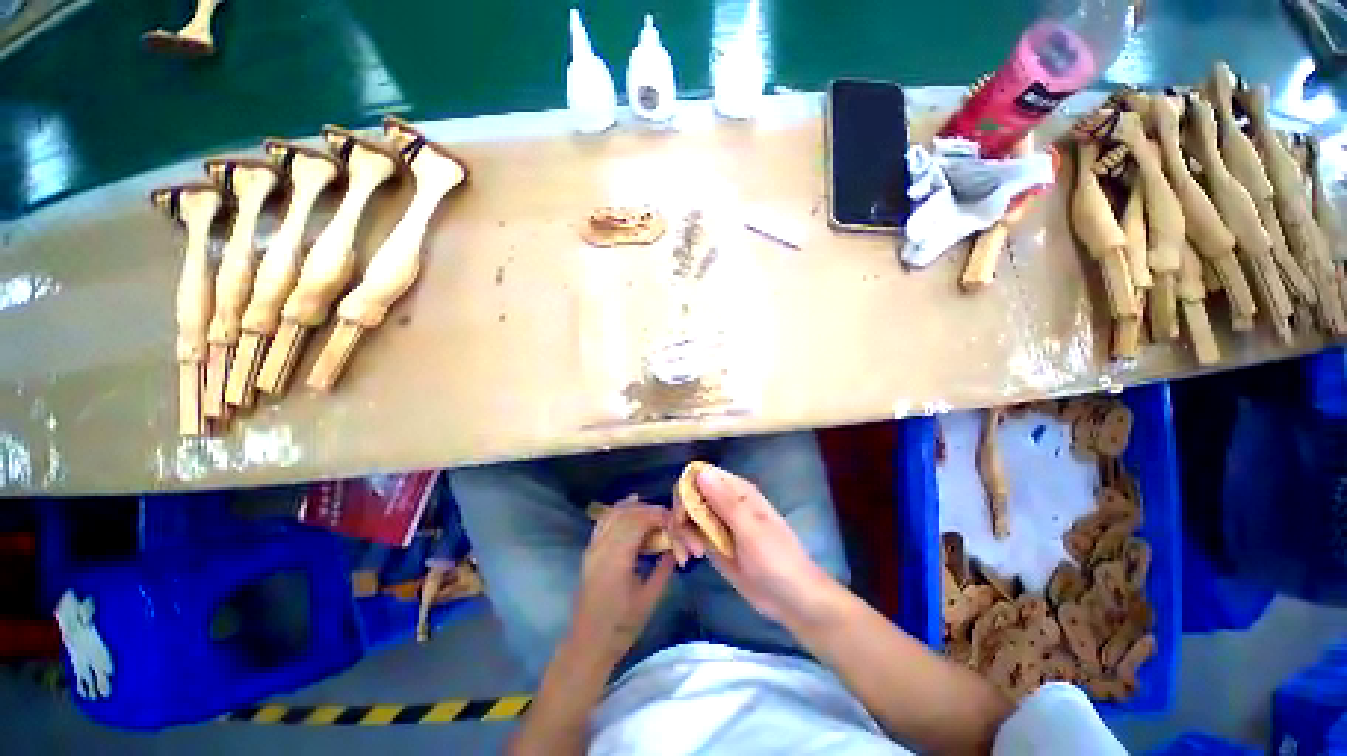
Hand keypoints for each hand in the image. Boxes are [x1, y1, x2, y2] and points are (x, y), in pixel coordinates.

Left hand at [570, 502, 675, 665]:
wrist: (588, 644)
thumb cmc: (621, 627)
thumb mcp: (649, 599)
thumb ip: (664, 568)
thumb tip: (677, 547)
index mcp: (616, 559)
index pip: (638, 522)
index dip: (658, 515)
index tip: (675, 521)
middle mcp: (602, 547)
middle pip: (627, 514)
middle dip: (650, 511)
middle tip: (669, 519)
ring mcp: (593, 547)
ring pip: (614, 514)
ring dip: (636, 509)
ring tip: (655, 513)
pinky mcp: (590, 550)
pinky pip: (604, 520)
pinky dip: (619, 510)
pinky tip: (630, 504)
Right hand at [670, 464, 834, 624]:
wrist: (792, 600)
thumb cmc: (777, 561)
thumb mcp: (751, 531)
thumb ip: (725, 502)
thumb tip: (700, 472)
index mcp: (736, 491)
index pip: (700, 475)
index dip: (686, 490)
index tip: (683, 516)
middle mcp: (724, 501)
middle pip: (688, 495)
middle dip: (681, 516)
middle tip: (690, 544)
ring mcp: (717, 522)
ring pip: (686, 514)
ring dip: (680, 533)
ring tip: (690, 556)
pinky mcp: (713, 542)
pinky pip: (689, 533)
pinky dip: (682, 543)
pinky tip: (687, 560)